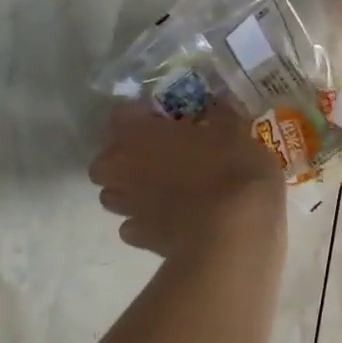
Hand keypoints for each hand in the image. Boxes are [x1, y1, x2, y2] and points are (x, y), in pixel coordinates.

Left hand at [90, 102, 286, 258]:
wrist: (233, 233)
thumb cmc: (233, 172)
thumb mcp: (237, 134)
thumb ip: (221, 116)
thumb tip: (217, 102)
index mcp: (142, 134)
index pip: (120, 115)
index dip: (139, 117)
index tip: (161, 119)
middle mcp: (125, 169)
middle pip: (104, 163)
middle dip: (122, 161)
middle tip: (154, 159)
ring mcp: (129, 207)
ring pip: (112, 196)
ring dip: (128, 193)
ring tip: (158, 192)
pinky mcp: (140, 240)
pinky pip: (132, 227)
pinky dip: (144, 224)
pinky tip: (168, 223)